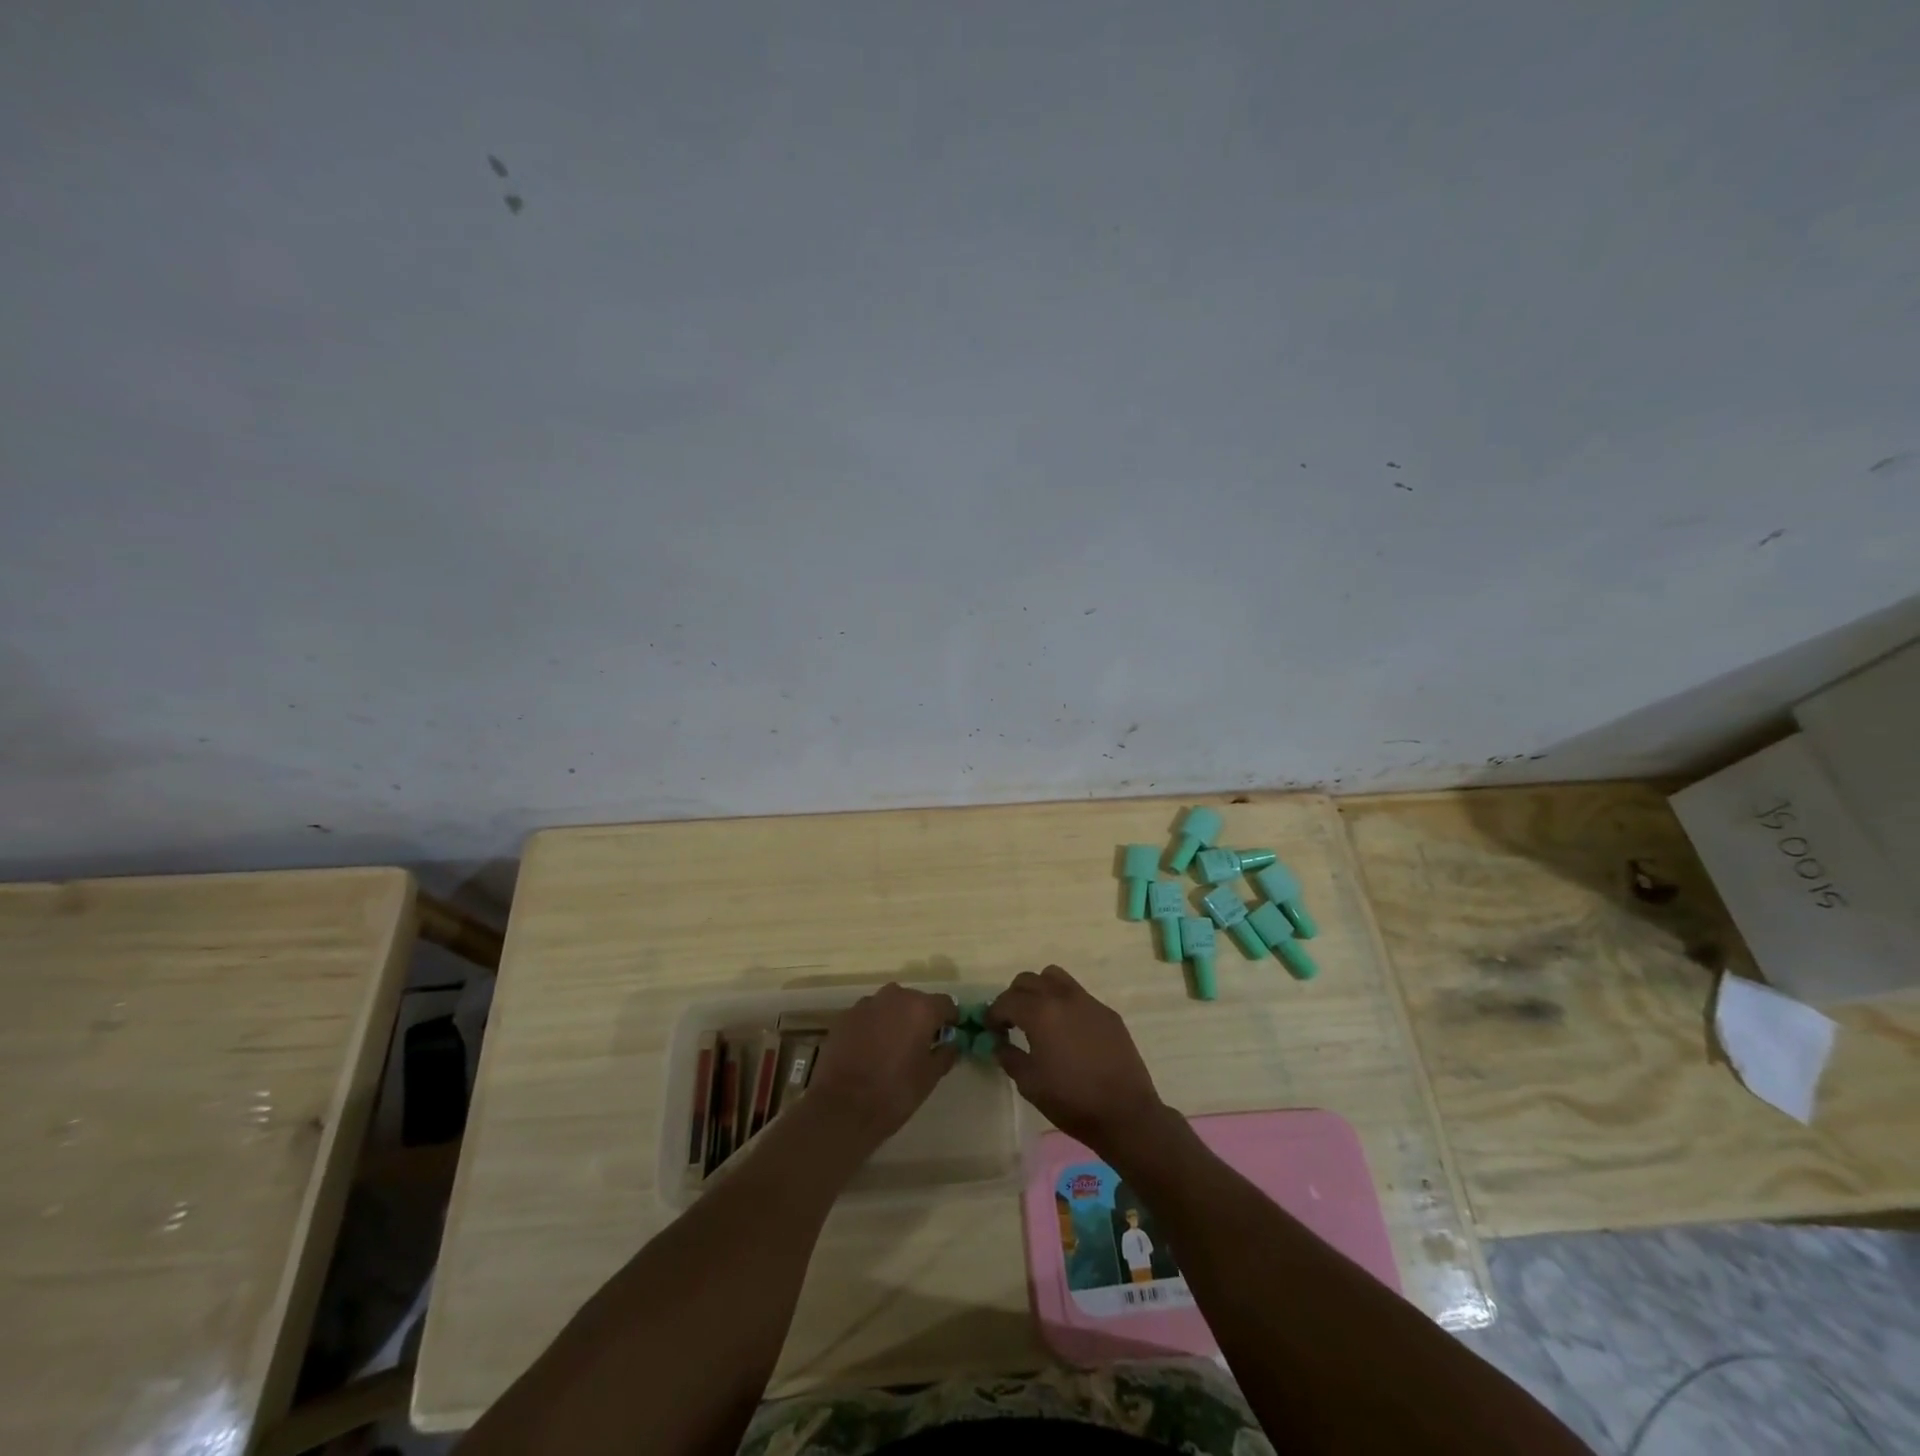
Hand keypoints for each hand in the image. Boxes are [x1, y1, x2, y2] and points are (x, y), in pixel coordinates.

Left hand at [805, 983, 958, 1153]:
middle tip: (919, 1044)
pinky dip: (873, 1026)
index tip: (948, 1035)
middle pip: (915, 1001)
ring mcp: (866, 1004)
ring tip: (892, 1047)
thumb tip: (950, 1043)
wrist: (842, 1107)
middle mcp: (895, 996)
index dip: (949, 1019)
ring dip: (895, 1019)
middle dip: (920, 1018)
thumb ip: (945, 1054)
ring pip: (890, 1006)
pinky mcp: (845, 1016)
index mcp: (921, 1008)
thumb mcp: (930, 1077)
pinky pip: (868, 1015)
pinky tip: (869, 1050)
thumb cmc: (894, 1092)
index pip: (945, 1004)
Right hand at [990, 965, 1169, 1155]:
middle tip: (1012, 1022)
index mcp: (1040, 1013)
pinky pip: (1078, 995)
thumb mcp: (1030, 1084)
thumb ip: (1009, 1057)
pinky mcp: (1106, 1012)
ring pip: (1055, 977)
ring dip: (1040, 990)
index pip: (1007, 1000)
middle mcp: (1063, 997)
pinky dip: (1064, 1003)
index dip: (994, 1014)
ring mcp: (1088, 1001)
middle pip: (1028, 980)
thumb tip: (1000, 1044)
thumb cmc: (1072, 1100)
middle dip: (1014, 997)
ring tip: (1039, 1016)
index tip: (991, 1030)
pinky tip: (1068, 1031)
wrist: (1125, 1112)